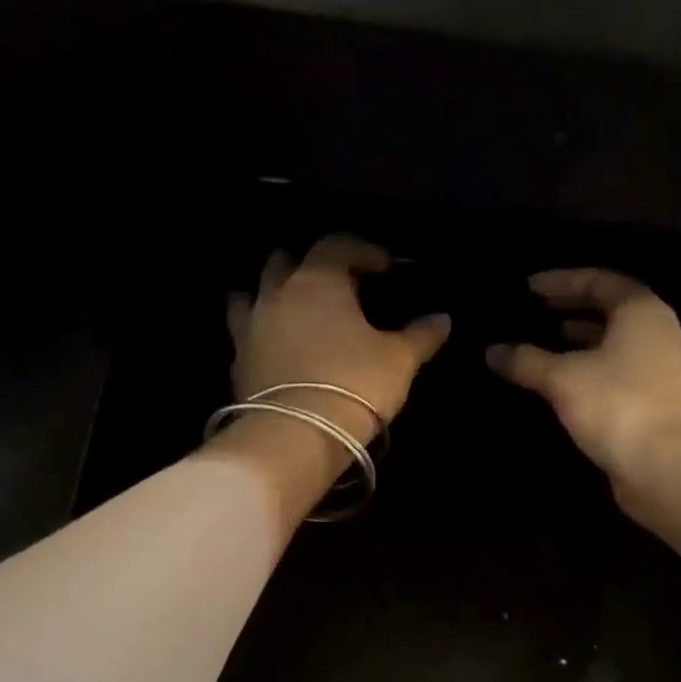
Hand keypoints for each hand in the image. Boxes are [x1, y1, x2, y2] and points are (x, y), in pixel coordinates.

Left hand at [228, 235, 450, 445]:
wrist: (296, 436)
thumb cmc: (354, 385)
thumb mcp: (399, 361)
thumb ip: (420, 336)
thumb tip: (442, 319)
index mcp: (317, 280)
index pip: (337, 245)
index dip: (362, 251)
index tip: (384, 267)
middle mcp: (277, 294)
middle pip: (286, 262)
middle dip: (309, 265)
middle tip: (335, 287)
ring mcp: (250, 328)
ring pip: (252, 295)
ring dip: (272, 296)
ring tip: (293, 312)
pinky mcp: (237, 364)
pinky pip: (246, 337)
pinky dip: (261, 336)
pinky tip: (276, 351)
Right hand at [487, 268, 680, 482]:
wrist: (667, 467)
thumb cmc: (616, 406)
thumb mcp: (562, 379)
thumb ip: (526, 361)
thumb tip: (493, 351)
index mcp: (642, 311)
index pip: (599, 281)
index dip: (561, 281)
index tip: (528, 289)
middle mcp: (659, 332)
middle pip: (612, 311)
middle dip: (572, 310)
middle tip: (536, 314)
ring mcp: (664, 369)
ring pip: (617, 344)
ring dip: (582, 342)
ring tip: (547, 346)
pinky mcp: (659, 402)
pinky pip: (620, 372)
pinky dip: (592, 370)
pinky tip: (566, 386)